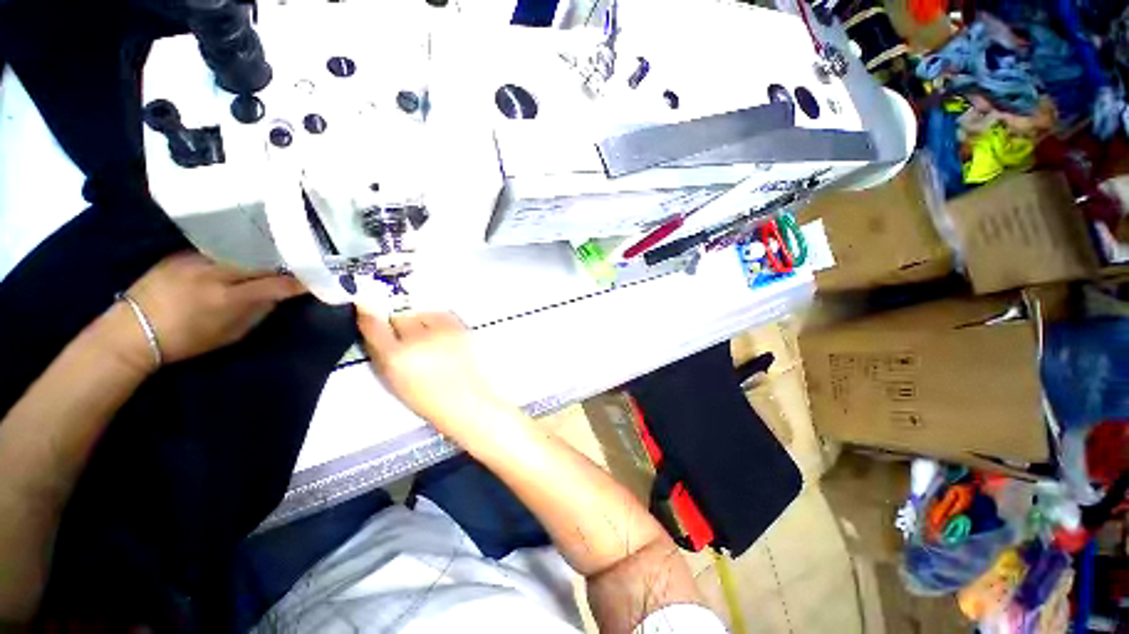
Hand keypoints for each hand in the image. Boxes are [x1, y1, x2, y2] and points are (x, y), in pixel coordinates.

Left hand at [121, 252, 306, 365]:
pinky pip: (218, 249)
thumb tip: (278, 296)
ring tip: (271, 257)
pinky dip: (235, 253)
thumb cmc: (185, 340)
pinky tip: (240, 256)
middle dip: (281, 263)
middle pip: (260, 261)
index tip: (314, 280)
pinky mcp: (182, 252)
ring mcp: (196, 259)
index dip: (298, 282)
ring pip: (240, 252)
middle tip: (296, 263)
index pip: (275, 285)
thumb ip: (257, 312)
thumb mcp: (230, 335)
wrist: (132, 330)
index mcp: (228, 298)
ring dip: (259, 256)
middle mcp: (214, 273)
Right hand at [357, 310, 510, 438]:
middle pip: (398, 317)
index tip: (365, 308)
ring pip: (420, 313)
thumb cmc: (432, 401)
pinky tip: (442, 337)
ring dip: (419, 323)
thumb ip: (381, 354)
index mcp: (396, 358)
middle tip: (407, 341)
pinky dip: (438, 321)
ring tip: (430, 342)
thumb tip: (373, 331)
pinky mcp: (461, 327)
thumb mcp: (395, 383)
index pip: (372, 324)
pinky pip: (441, 313)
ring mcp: (442, 331)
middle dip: (398, 326)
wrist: (470, 402)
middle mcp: (418, 340)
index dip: (367, 315)